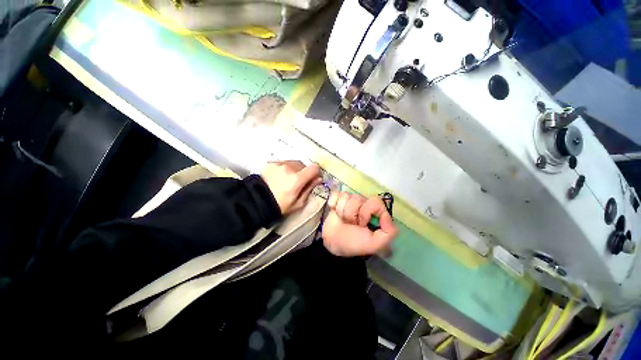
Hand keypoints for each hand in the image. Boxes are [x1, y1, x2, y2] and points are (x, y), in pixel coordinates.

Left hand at [261, 161, 321, 214]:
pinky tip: (279, 177)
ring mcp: (279, 164)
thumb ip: (309, 189)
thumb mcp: (298, 203)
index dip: (316, 172)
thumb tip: (318, 179)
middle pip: (304, 165)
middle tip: (298, 182)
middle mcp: (289, 167)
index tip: (314, 178)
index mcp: (297, 179)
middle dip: (304, 172)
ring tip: (287, 179)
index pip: (314, 167)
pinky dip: (284, 168)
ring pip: (293, 163)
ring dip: (294, 169)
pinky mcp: (271, 163)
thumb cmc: (279, 205)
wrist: (256, 201)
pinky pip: (283, 163)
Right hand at [322, 192, 397, 256]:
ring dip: (342, 212)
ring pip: (345, 196)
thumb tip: (386, 215)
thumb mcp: (375, 244)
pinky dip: (333, 203)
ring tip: (342, 220)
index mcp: (374, 212)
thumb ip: (389, 232)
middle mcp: (363, 203)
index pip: (375, 201)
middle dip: (352, 214)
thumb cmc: (354, 243)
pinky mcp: (337, 199)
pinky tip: (334, 211)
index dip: (366, 212)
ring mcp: (349, 200)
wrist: (333, 243)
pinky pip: (335, 194)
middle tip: (351, 224)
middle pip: (357, 198)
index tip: (362, 224)